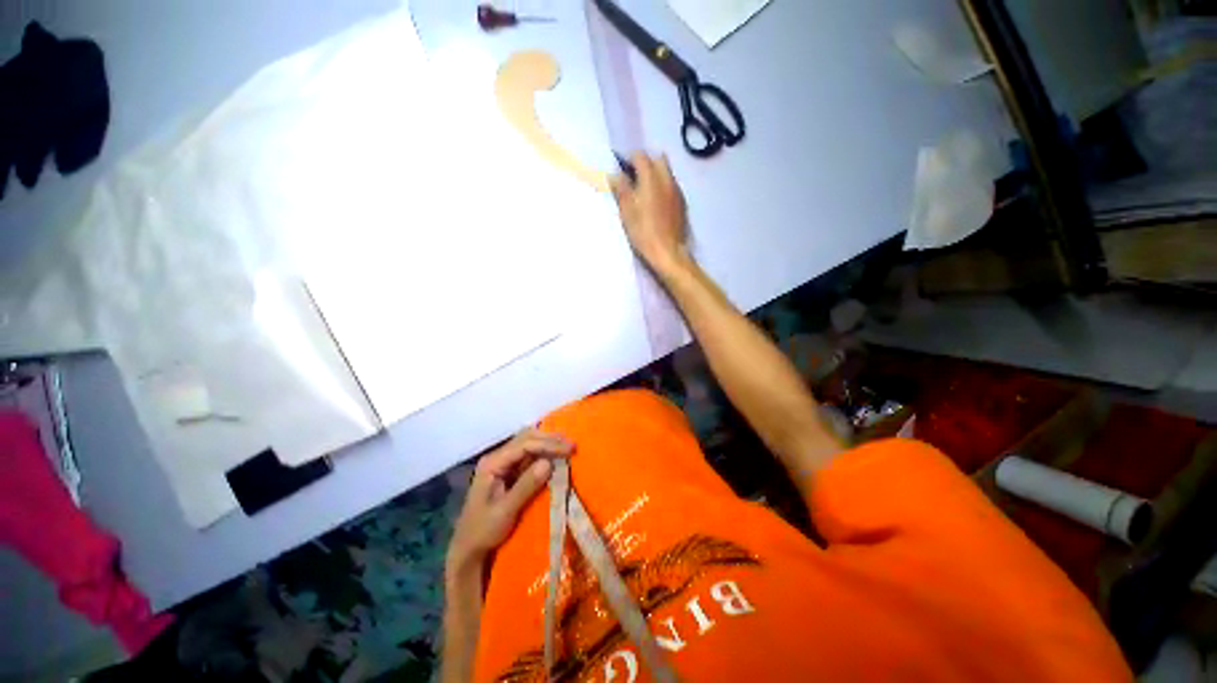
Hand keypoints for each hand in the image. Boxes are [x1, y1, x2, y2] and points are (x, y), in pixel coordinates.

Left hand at [447, 429, 572, 576]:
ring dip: (548, 443)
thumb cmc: (483, 531)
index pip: (524, 444)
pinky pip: (529, 455)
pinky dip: (544, 452)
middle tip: (572, 446)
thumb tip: (549, 462)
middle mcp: (497, 457)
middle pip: (526, 438)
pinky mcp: (509, 471)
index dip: (548, 444)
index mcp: (492, 463)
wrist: (468, 549)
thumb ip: (526, 486)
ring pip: (529, 443)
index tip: (570, 449)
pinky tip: (556, 455)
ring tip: (567, 448)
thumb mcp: (505, 511)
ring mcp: (503, 463)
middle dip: (550, 440)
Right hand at [610, 152, 689, 276]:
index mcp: (651, 178)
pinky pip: (672, 186)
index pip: (640, 156)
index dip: (629, 160)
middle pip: (657, 159)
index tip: (621, 171)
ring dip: (655, 176)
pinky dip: (663, 188)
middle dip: (645, 164)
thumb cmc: (643, 232)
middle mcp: (667, 179)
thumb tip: (615, 174)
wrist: (668, 252)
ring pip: (666, 173)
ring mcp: (677, 191)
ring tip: (644, 193)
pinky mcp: (682, 203)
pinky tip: (656, 204)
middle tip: (633, 180)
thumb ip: (621, 189)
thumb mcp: (626, 211)